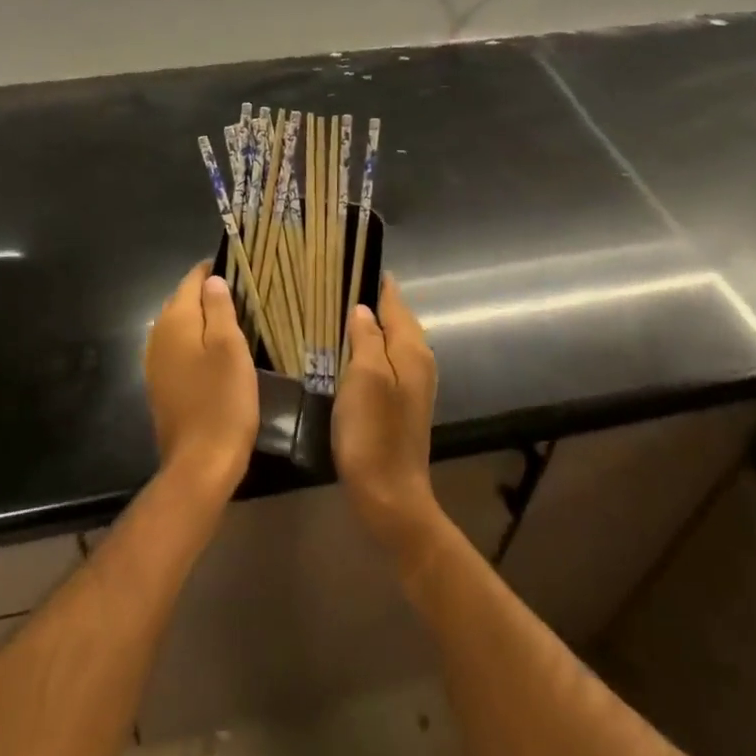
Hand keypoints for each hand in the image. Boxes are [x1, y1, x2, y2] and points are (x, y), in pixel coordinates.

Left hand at [144, 264, 259, 501]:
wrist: (199, 463)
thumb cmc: (223, 401)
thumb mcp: (231, 348)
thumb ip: (220, 308)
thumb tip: (212, 280)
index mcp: (176, 320)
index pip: (192, 280)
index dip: (214, 270)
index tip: (240, 269)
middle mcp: (158, 334)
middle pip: (183, 301)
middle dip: (209, 294)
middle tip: (243, 295)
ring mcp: (156, 361)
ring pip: (181, 326)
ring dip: (203, 319)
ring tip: (235, 321)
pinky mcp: (161, 384)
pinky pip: (178, 349)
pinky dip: (196, 343)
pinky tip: (216, 353)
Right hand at [334, 275, 443, 561]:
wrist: (390, 495)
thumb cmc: (373, 432)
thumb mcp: (364, 377)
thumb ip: (366, 337)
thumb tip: (363, 308)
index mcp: (412, 349)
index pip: (395, 301)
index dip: (376, 281)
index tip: (352, 259)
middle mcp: (419, 361)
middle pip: (396, 318)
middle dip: (372, 299)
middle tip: (336, 281)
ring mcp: (413, 383)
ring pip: (392, 339)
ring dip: (370, 324)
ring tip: (338, 309)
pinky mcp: (401, 402)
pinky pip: (386, 360)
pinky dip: (370, 348)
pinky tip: (348, 350)